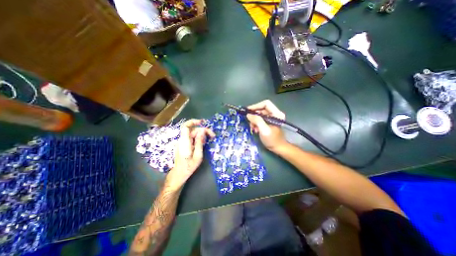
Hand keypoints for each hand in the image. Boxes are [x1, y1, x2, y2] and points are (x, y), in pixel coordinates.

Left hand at [166, 119, 215, 188]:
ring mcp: (182, 142)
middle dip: (203, 130)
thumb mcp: (198, 155)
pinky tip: (203, 143)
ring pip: (193, 134)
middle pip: (192, 130)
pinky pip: (191, 138)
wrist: (179, 173)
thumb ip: (199, 142)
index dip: (193, 122)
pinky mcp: (184, 144)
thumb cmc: (189, 166)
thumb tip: (202, 131)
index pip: (186, 126)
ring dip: (201, 135)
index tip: (202, 122)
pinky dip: (198, 138)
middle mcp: (182, 140)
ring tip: (209, 140)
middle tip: (212, 136)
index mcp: (185, 142)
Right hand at [248, 99, 285, 151]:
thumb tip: (248, 115)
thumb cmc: (272, 140)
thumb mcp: (264, 130)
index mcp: (276, 113)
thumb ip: (257, 121)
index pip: (265, 104)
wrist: (278, 148)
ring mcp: (271, 118)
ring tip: (253, 128)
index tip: (248, 111)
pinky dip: (255, 123)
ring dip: (254, 120)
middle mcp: (274, 114)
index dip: (256, 106)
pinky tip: (255, 129)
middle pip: (261, 109)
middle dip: (254, 115)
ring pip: (259, 114)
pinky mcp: (268, 122)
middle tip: (250, 122)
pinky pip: (259, 119)